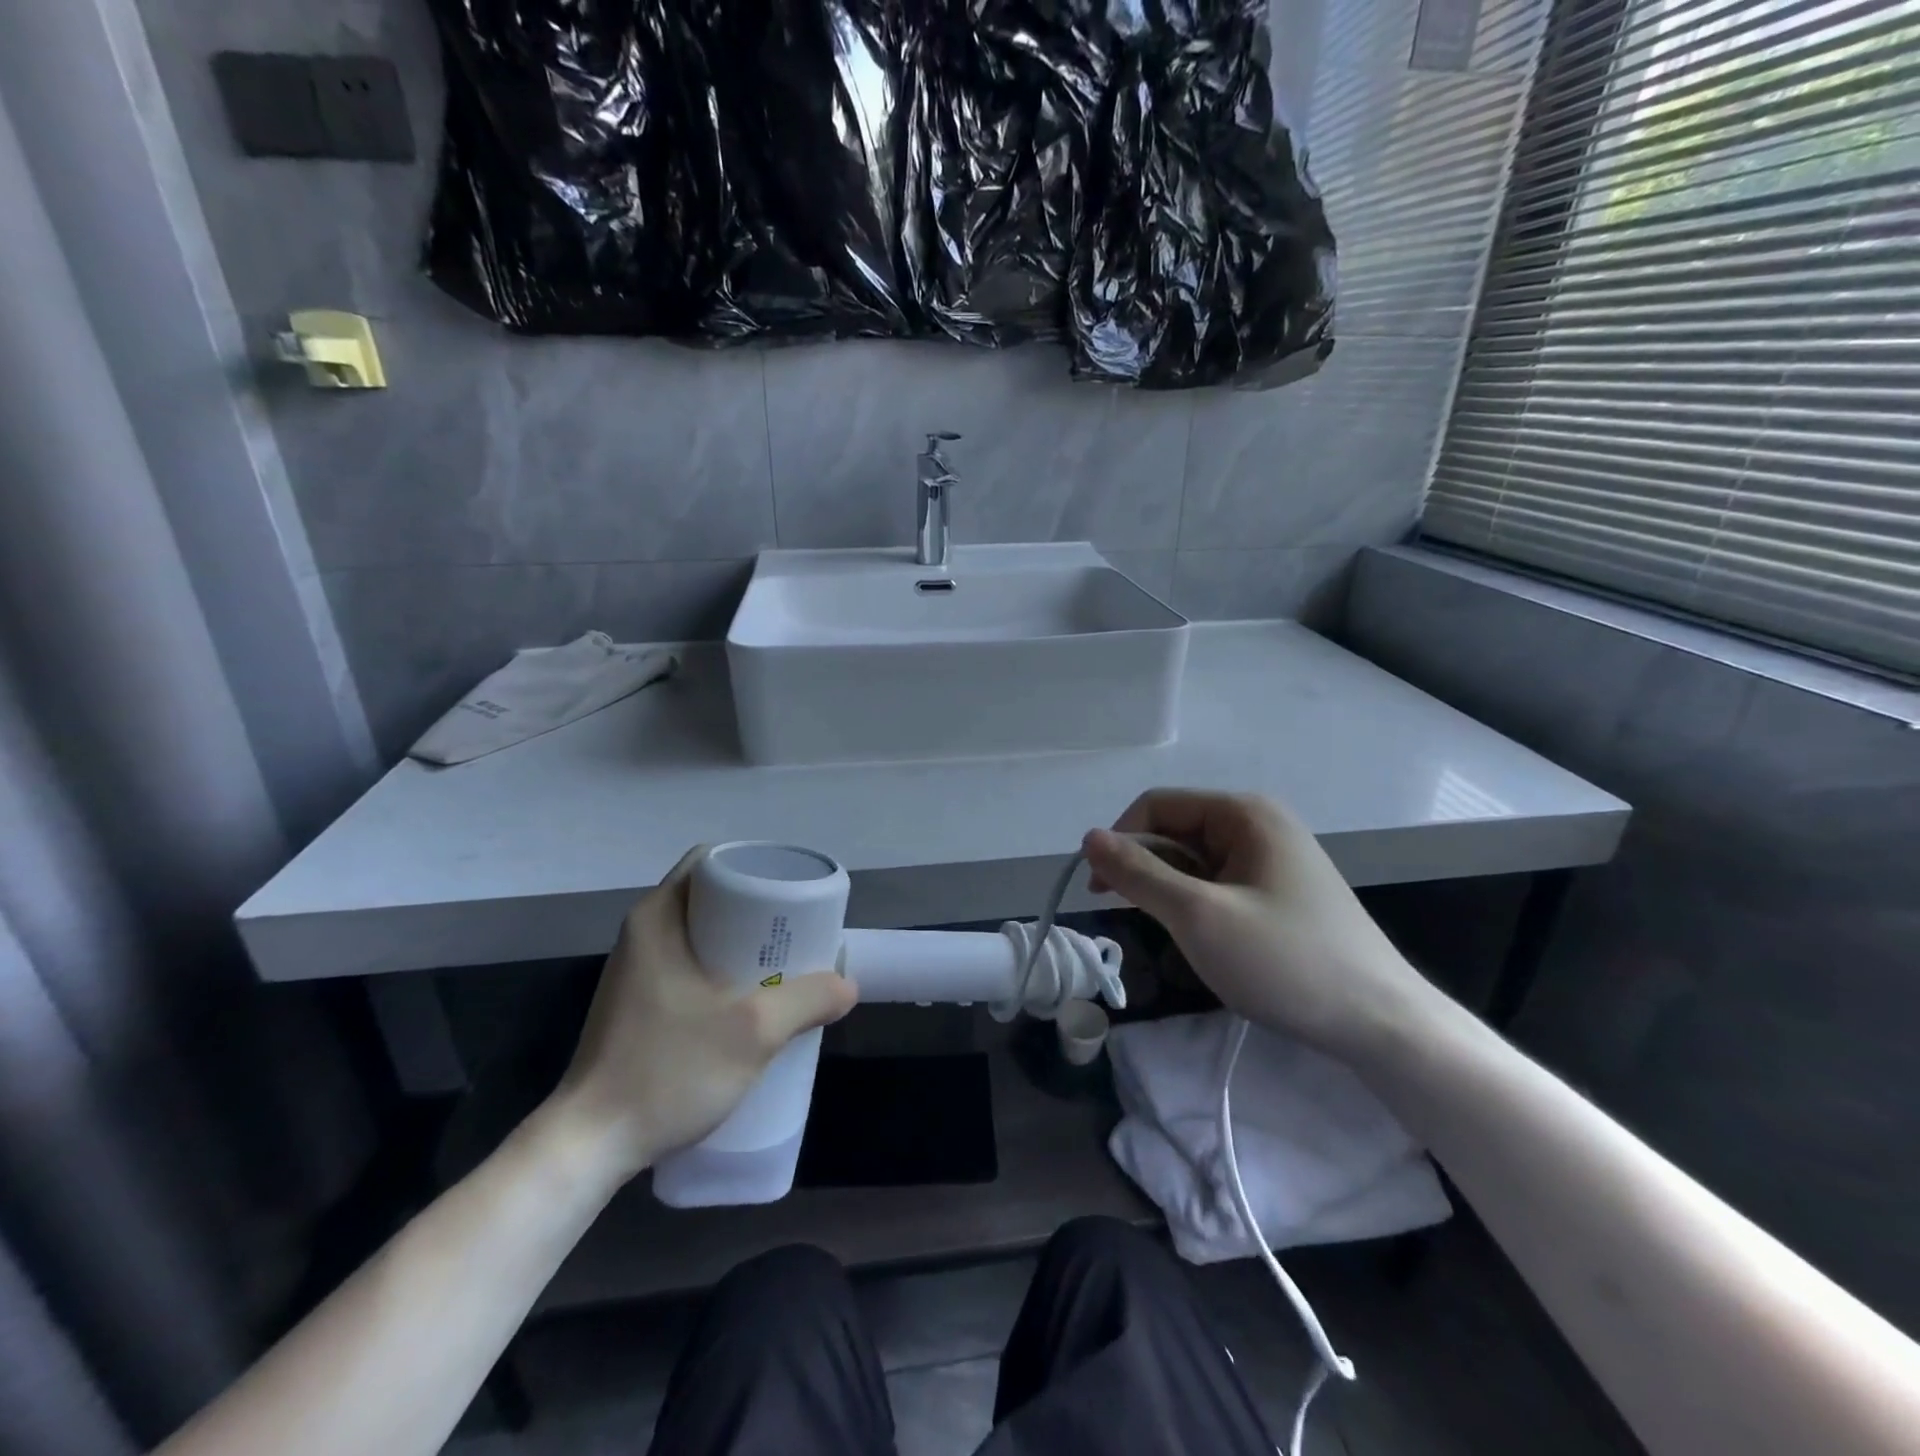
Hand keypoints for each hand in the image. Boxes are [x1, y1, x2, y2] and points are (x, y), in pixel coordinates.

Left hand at [546, 847, 857, 1178]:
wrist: (589, 1147)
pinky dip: (727, 971)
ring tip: (787, 965)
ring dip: (745, 945)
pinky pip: (694, 966)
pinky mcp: (640, 1004)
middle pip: (713, 898)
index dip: (756, 867)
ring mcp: (639, 971)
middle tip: (799, 932)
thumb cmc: (667, 1070)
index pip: (712, 861)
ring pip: (705, 935)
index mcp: (657, 917)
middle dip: (760, 910)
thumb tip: (847, 985)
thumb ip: (808, 1000)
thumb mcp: (753, 1032)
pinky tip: (753, 1002)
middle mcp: (644, 933)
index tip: (792, 892)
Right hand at [1084, 789, 1433, 1056]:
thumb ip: (1138, 874)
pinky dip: (1198, 906)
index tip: (1099, 891)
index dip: (1120, 841)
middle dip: (1147, 870)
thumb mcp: (1198, 916)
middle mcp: (1259, 824)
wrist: (1381, 1023)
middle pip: (1176, 831)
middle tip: (1135, 919)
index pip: (1156, 806)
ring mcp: (1273, 858)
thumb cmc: (1285, 961)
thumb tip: (1088, 838)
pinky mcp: (1280, 891)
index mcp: (1243, 813)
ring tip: (1177, 936)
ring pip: (1195, 862)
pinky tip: (1205, 941)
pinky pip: (1219, 884)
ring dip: (1171, 892)